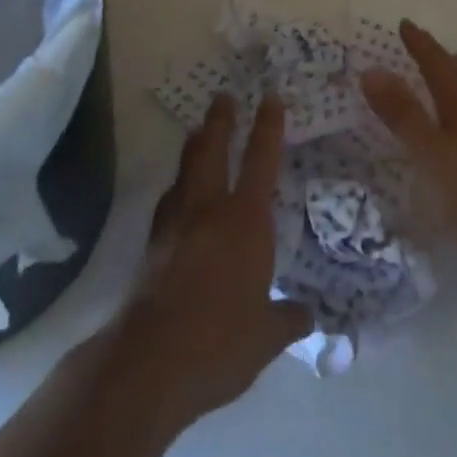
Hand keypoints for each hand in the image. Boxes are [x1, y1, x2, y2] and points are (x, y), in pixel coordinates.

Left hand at [108, 94, 311, 423]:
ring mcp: (175, 223)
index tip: (271, 97)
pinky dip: (177, 185)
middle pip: (213, 150)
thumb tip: (308, 313)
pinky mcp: (152, 244)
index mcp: (246, 221)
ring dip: (194, 146)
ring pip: (186, 169)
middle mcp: (209, 209)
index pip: (262, 160)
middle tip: (223, 95)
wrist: (148, 361)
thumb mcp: (267, 337)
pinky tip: (177, 192)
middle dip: (221, 120)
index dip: (268, 126)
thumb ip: (289, 318)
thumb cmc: (219, 341)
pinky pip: (169, 199)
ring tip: (197, 130)